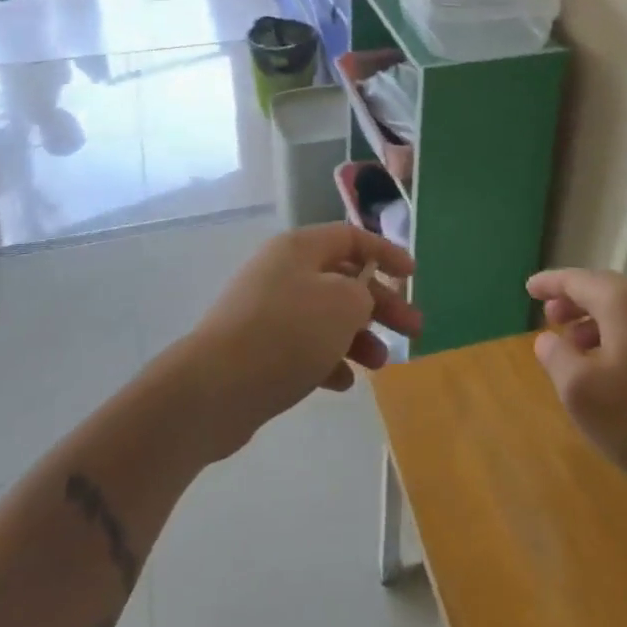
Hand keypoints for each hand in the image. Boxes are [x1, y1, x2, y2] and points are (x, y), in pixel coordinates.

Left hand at [182, 225, 419, 459]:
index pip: (351, 237)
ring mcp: (266, 310)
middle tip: (412, 330)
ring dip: (358, 337)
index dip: (385, 253)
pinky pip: (303, 346)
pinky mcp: (257, 348)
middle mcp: (282, 271)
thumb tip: (357, 299)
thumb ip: (363, 293)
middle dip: (380, 304)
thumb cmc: (287, 333)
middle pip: (342, 279)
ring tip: (379, 364)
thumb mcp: (342, 304)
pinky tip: (342, 383)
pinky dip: (327, 359)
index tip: (412, 275)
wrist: (214, 389)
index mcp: (300, 248)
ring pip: (325, 316)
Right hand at [527, 270, 626, 512]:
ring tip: (577, 349)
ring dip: (596, 324)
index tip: (529, 289)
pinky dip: (620, 338)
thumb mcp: (581, 392)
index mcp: (623, 302)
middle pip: (604, 291)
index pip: (577, 280)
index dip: (550, 283)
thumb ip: (556, 358)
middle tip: (550, 319)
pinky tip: (614, 370)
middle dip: (574, 302)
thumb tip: (548, 339)